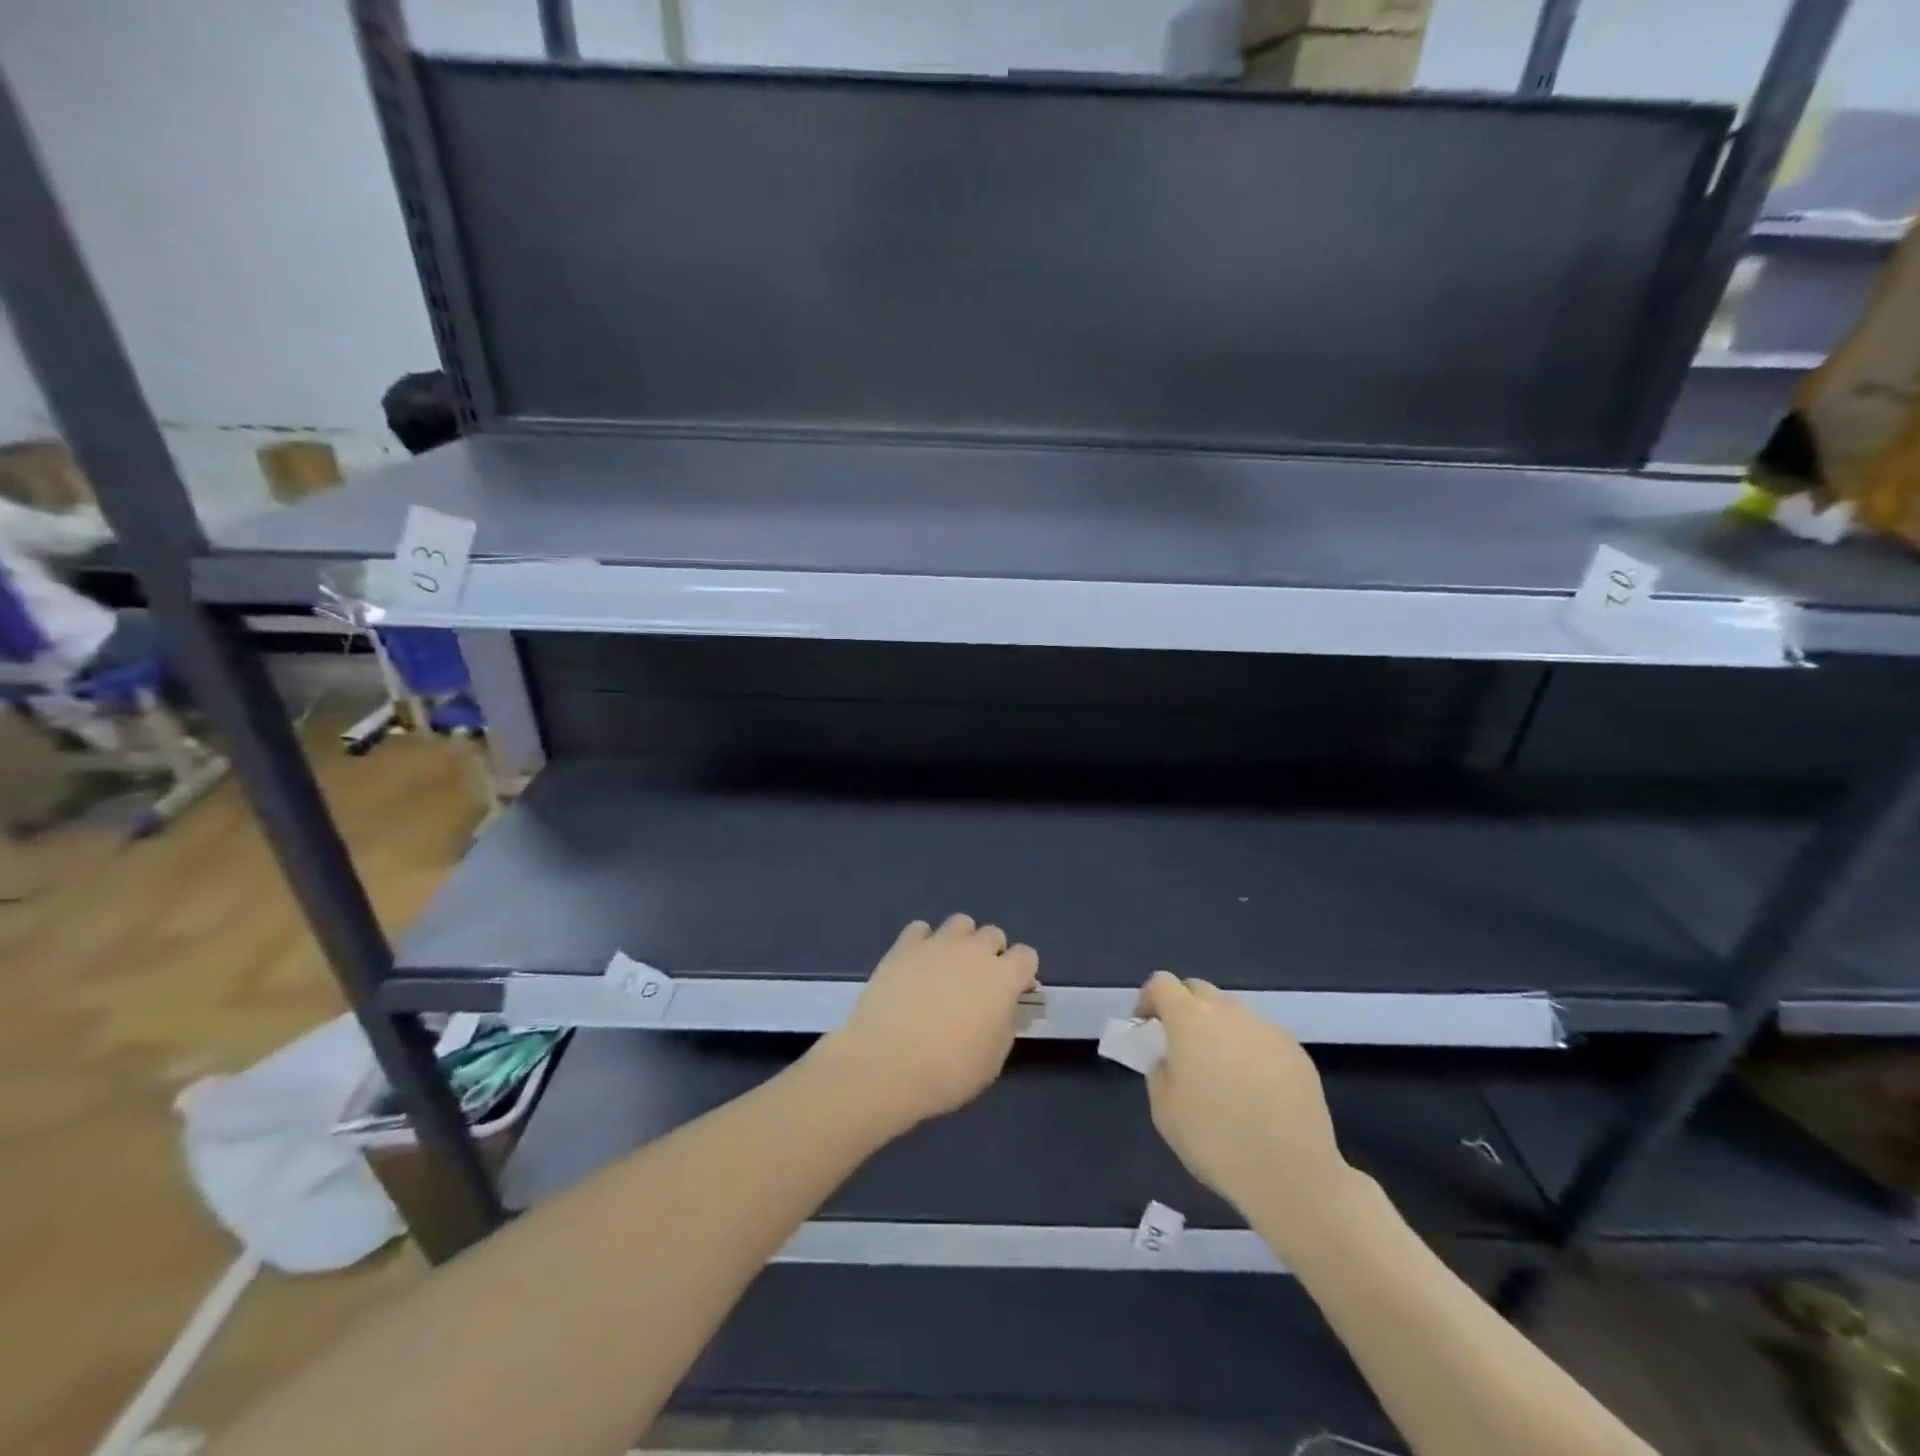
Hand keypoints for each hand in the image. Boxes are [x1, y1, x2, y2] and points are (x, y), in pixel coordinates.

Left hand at [815, 915, 1038, 1130]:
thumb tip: (1004, 1006)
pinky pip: (920, 929)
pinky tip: (916, 964)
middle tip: (977, 983)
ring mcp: (938, 944)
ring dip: (960, 941)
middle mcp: (974, 951)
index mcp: (1004, 978)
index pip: (1027, 955)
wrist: (889, 1062)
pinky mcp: (904, 946)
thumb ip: (1005, 1023)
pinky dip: (923, 942)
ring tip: (947, 967)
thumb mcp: (993, 1059)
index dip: (1021, 973)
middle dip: (990, 953)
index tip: (1012, 993)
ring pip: (960, 923)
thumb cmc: (950, 1070)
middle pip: (993, 934)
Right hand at [1135, 972, 1350, 1227]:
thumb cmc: (1216, 1142)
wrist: (1292, 1175)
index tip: (1147, 1027)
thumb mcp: (1164, 1111)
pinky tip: (1256, 1090)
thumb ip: (1160, 1071)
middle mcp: (1228, 1012)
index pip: (1162, 983)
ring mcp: (1266, 1028)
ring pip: (1232, 1013)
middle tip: (1182, 1046)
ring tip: (1222, 1072)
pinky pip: (1261, 1037)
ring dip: (1218, 1029)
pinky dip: (1250, 1050)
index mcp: (1189, 1020)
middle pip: (1198, 990)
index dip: (1149, 999)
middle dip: (1184, 1008)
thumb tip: (1172, 1060)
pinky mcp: (1295, 1050)